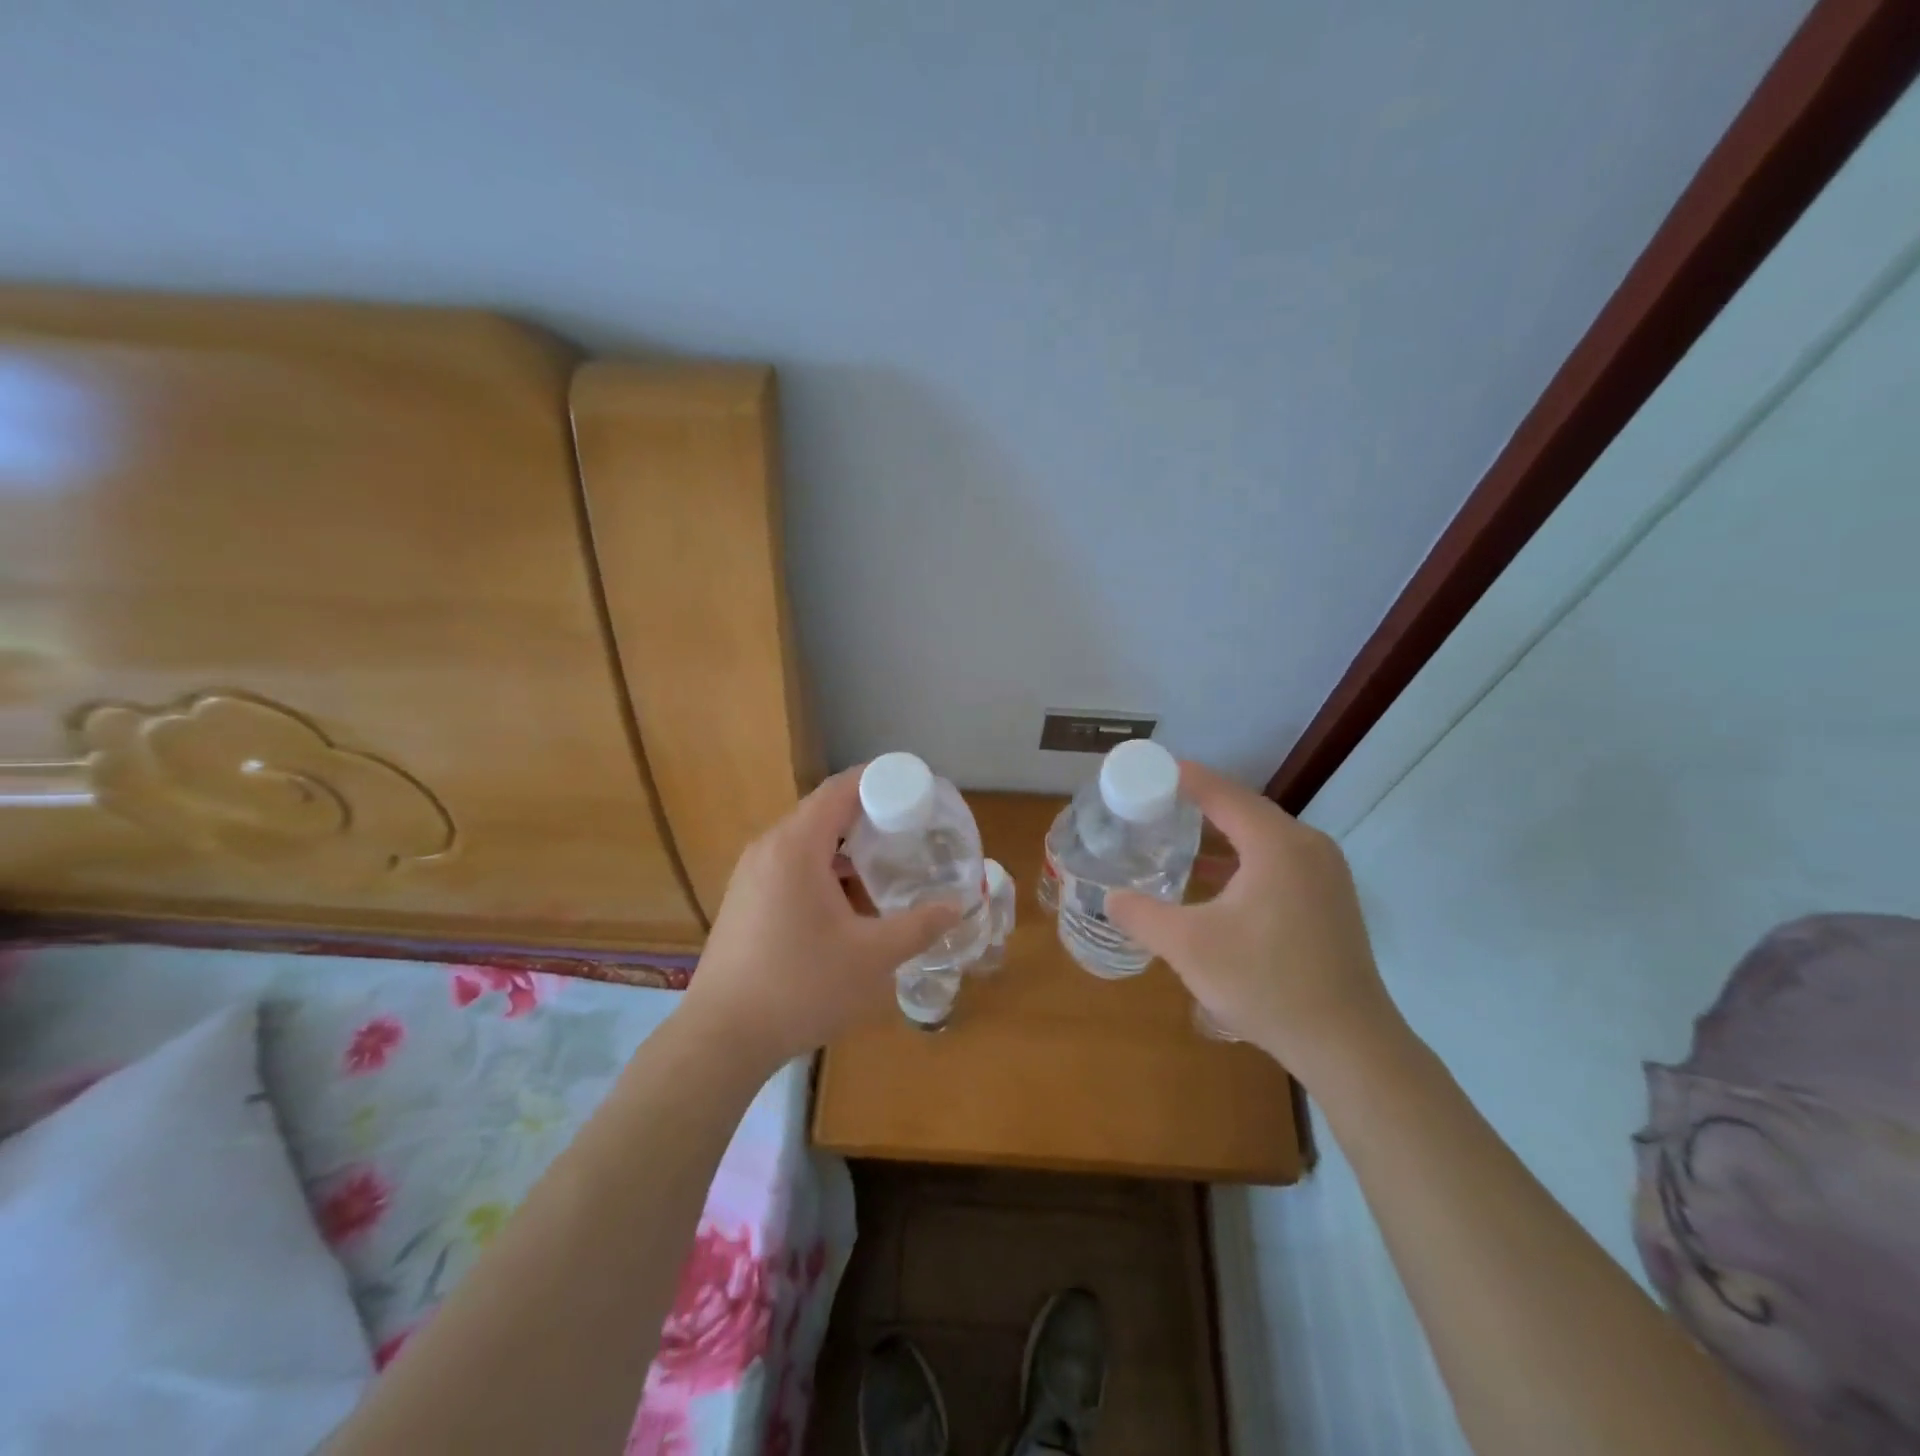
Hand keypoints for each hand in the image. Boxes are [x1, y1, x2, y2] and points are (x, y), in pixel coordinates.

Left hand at [679, 766, 959, 1068]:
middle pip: (825, 811)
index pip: (842, 788)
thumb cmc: (801, 987)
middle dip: (870, 816)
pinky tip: (848, 903)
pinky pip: (791, 865)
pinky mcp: (745, 899)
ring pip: (808, 841)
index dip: (882, 780)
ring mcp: (751, 874)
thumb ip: (920, 926)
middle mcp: (770, 848)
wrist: (722, 1037)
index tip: (918, 790)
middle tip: (911, 831)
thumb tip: (956, 906)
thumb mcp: (873, 958)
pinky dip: (824, 869)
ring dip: (847, 848)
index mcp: (797, 846)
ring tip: (886, 867)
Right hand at [1106, 762, 1401, 1080]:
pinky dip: (1243, 860)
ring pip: (1263, 837)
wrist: (1348, 1045)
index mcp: (1277, 844)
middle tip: (1153, 804)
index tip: (1147, 769)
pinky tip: (1214, 881)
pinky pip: (1278, 861)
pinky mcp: (1329, 901)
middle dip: (1198, 804)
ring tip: (1176, 836)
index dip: (1183, 778)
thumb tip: (1110, 898)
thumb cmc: (1266, 984)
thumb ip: (1142, 915)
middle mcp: (1307, 847)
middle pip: (1244, 809)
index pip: (1222, 793)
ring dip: (1221, 834)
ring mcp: (1325, 874)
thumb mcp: (1189, 947)